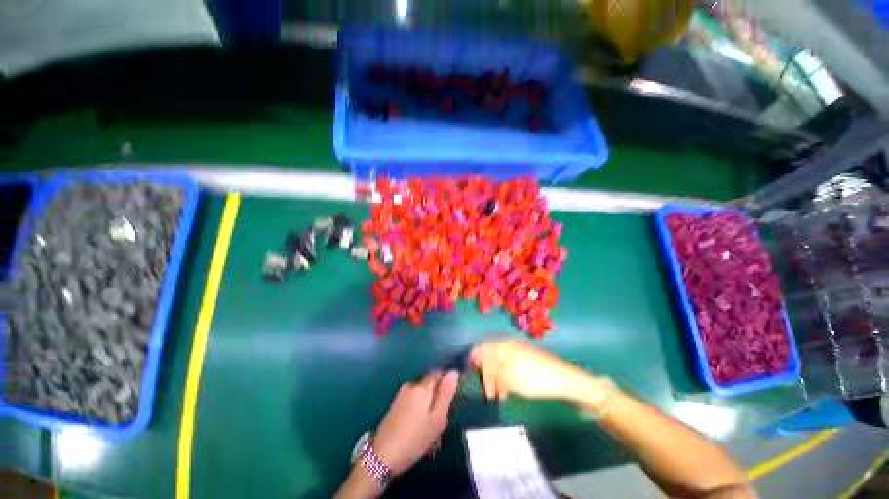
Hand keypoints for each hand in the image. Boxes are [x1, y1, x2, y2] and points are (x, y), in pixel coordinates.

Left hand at [372, 371, 459, 475]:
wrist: (383, 456)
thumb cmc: (415, 438)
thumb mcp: (437, 419)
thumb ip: (446, 394)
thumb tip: (453, 371)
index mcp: (422, 386)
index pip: (438, 373)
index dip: (446, 381)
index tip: (452, 397)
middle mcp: (411, 385)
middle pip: (429, 382)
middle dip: (437, 393)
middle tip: (441, 415)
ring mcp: (401, 394)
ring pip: (421, 391)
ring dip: (427, 401)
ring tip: (430, 423)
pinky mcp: (395, 404)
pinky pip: (413, 398)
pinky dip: (419, 406)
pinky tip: (418, 423)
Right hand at [470, 340, 608, 403]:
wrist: (564, 379)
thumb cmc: (533, 378)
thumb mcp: (508, 377)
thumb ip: (490, 369)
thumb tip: (477, 361)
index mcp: (502, 346)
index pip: (481, 348)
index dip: (474, 361)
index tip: (471, 376)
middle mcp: (508, 344)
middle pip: (490, 356)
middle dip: (486, 374)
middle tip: (488, 392)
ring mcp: (518, 350)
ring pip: (500, 362)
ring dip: (496, 378)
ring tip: (499, 396)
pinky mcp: (526, 358)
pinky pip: (510, 365)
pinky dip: (506, 377)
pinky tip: (509, 391)